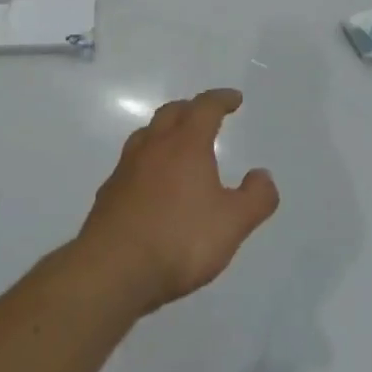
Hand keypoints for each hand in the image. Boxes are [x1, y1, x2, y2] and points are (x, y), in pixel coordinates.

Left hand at [78, 88, 278, 313]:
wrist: (111, 272)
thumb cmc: (178, 240)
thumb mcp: (232, 224)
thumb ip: (255, 198)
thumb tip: (263, 175)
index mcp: (186, 144)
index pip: (205, 107)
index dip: (221, 99)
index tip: (234, 99)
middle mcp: (154, 146)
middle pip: (172, 112)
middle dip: (191, 109)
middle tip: (205, 116)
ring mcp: (126, 169)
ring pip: (147, 135)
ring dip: (164, 131)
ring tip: (176, 144)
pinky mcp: (108, 194)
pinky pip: (131, 164)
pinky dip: (146, 162)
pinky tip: (150, 184)